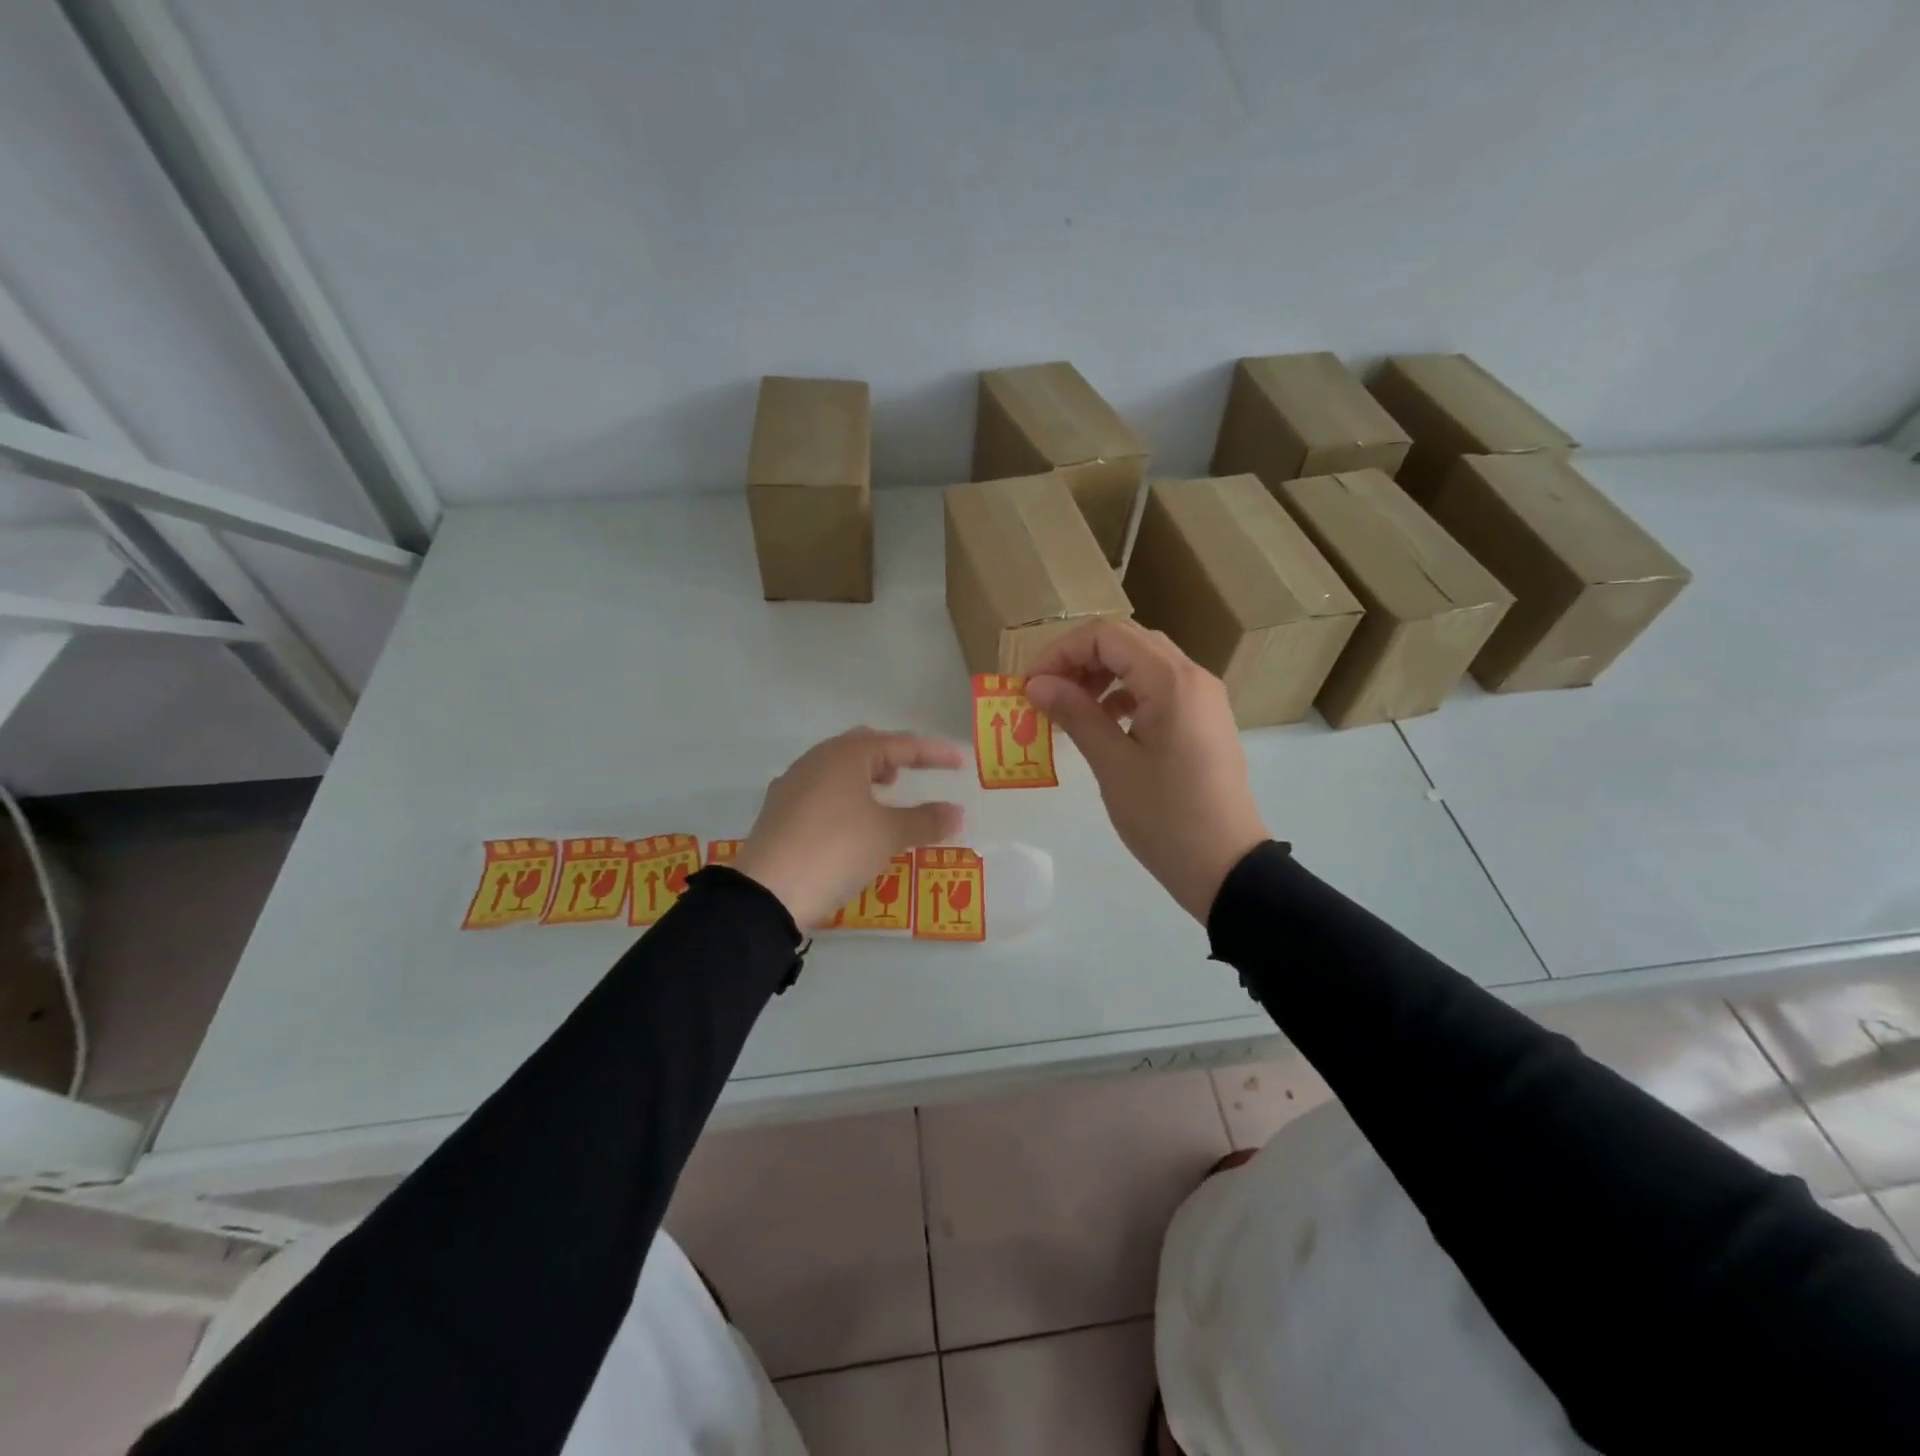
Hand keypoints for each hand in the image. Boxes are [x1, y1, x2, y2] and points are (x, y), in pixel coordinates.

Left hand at [733, 730, 965, 927]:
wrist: (768, 892)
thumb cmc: (837, 850)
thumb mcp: (888, 835)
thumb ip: (925, 820)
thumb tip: (955, 812)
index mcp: (845, 755)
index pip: (899, 744)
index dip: (932, 753)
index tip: (959, 762)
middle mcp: (816, 760)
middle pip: (863, 747)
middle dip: (893, 756)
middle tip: (915, 771)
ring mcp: (792, 784)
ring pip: (838, 767)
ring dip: (867, 775)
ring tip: (886, 794)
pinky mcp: (779, 811)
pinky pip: (821, 790)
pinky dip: (845, 795)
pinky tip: (850, 820)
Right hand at [1025, 621, 1268, 922]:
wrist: (1226, 866)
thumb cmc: (1166, 817)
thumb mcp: (1113, 765)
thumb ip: (1075, 715)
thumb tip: (1036, 685)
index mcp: (1171, 681)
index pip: (1106, 635)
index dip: (1060, 652)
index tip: (1030, 686)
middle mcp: (1192, 676)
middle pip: (1126, 641)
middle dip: (1078, 660)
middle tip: (1044, 693)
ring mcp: (1202, 697)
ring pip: (1142, 663)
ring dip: (1100, 676)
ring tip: (1068, 708)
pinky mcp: (1203, 719)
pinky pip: (1158, 688)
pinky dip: (1124, 694)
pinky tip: (1102, 723)